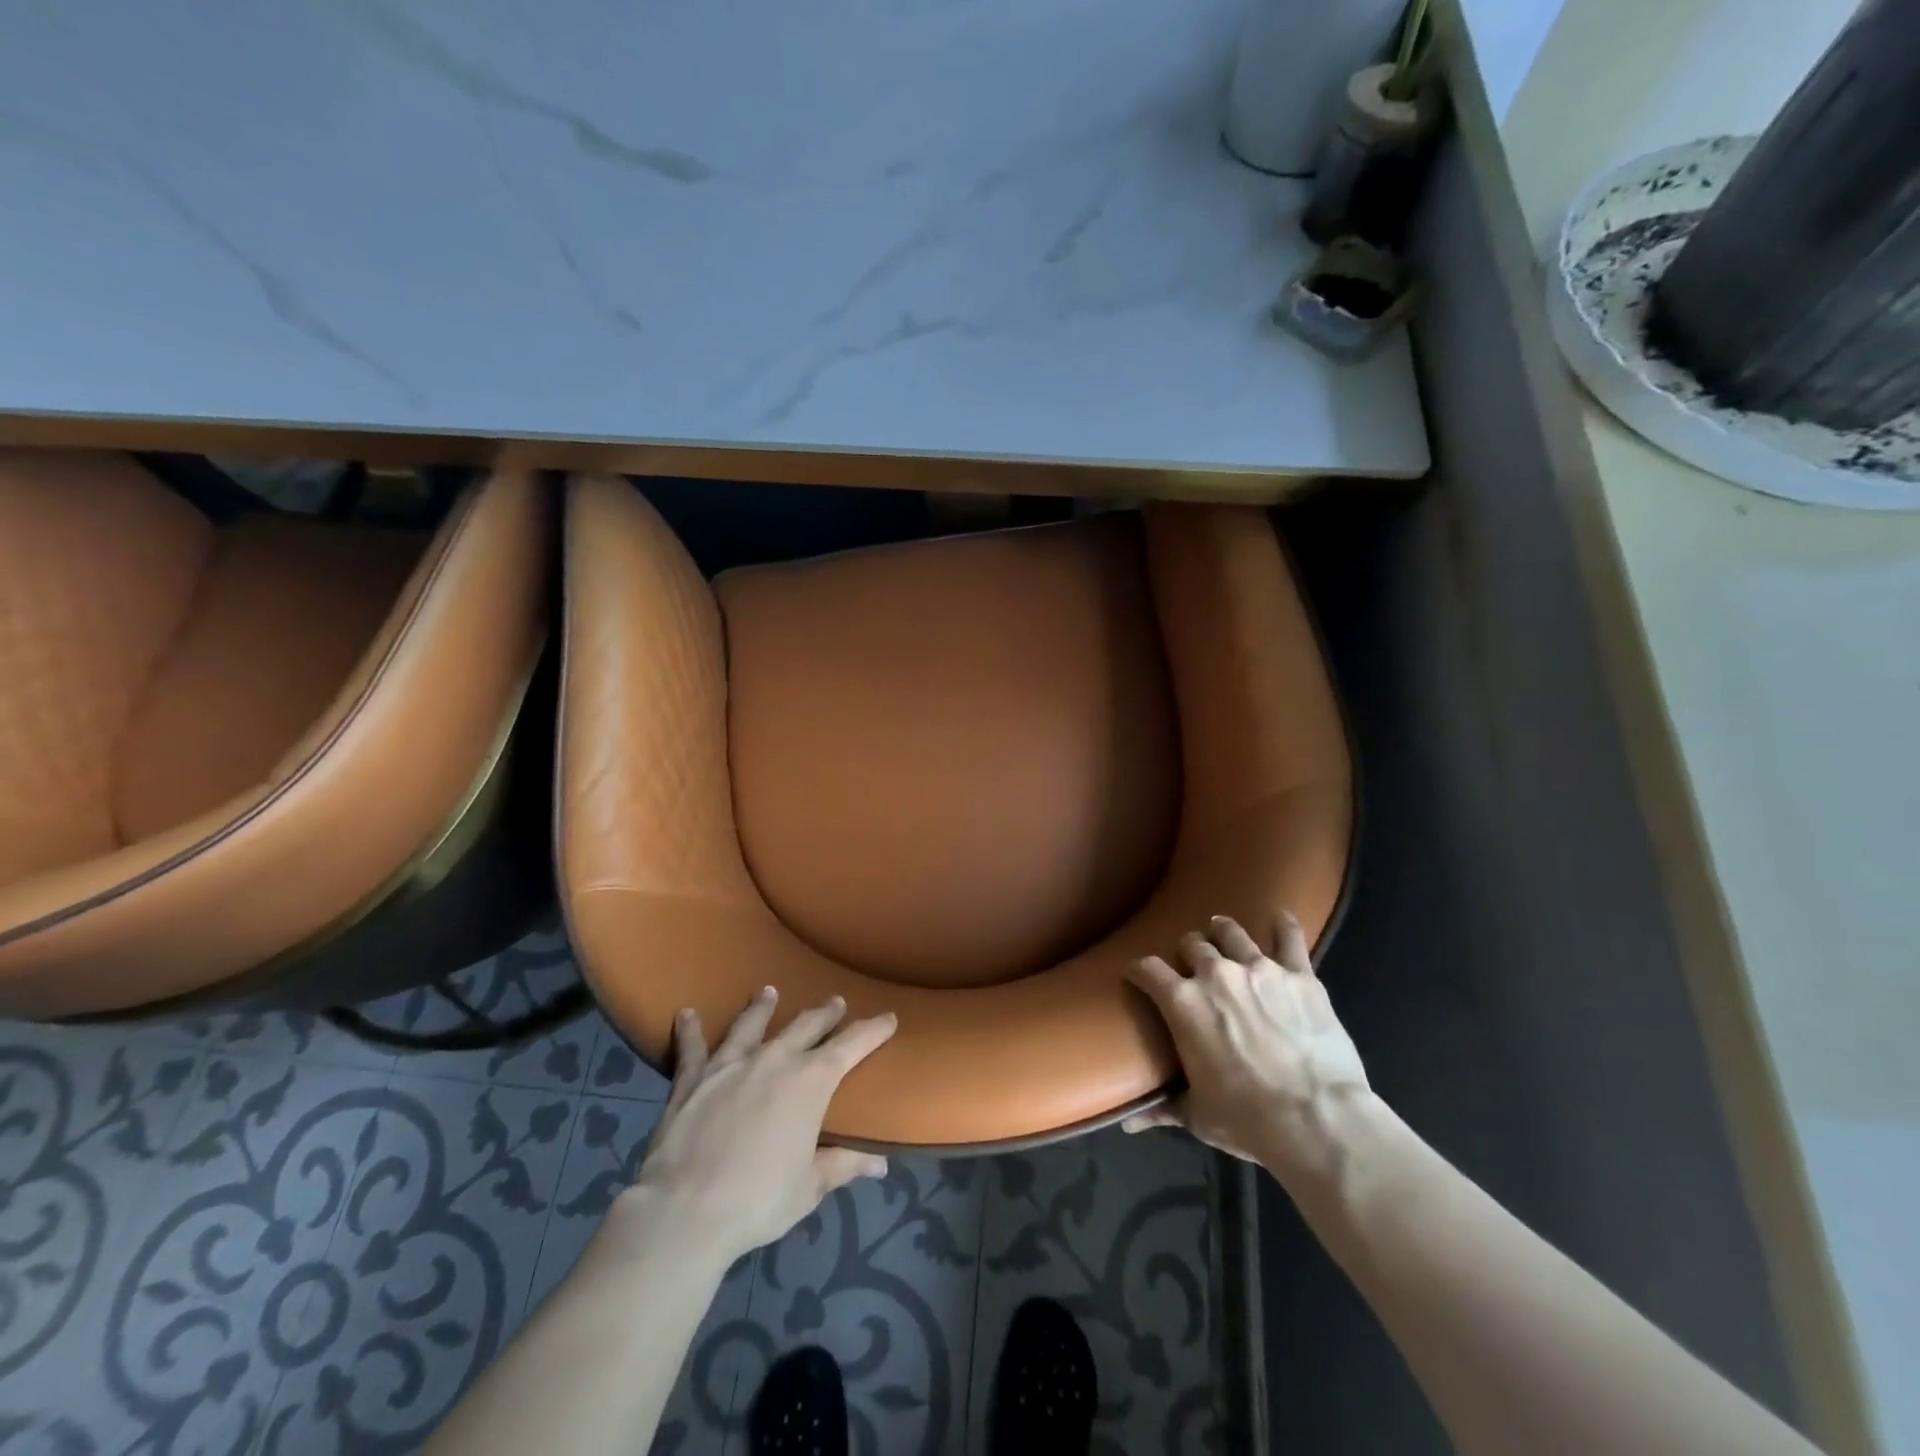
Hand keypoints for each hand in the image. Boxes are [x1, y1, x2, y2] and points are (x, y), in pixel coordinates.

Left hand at [624, 989, 896, 1266]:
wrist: (687, 1211)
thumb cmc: (760, 1199)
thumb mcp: (810, 1186)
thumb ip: (844, 1165)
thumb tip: (881, 1165)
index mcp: (811, 1081)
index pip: (852, 1045)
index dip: (873, 1030)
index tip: (889, 1017)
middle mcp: (774, 1059)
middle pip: (806, 1026)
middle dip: (824, 1014)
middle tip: (835, 1002)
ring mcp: (731, 1064)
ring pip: (752, 1024)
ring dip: (762, 1008)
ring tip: (769, 992)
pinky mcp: (692, 1079)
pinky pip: (692, 1048)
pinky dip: (690, 1030)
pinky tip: (686, 1014)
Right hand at [1124, 914, 1370, 1178]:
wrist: (1318, 1118)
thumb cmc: (1247, 1118)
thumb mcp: (1198, 1115)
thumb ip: (1162, 1110)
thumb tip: (1127, 1124)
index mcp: (1182, 1003)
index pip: (1147, 969)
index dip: (1139, 970)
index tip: (1138, 974)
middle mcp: (1215, 974)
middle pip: (1191, 945)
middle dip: (1186, 953)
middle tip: (1191, 965)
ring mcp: (1260, 970)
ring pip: (1232, 934)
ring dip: (1223, 931)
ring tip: (1222, 930)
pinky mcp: (1299, 976)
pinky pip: (1290, 940)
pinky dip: (1284, 927)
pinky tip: (1281, 917)